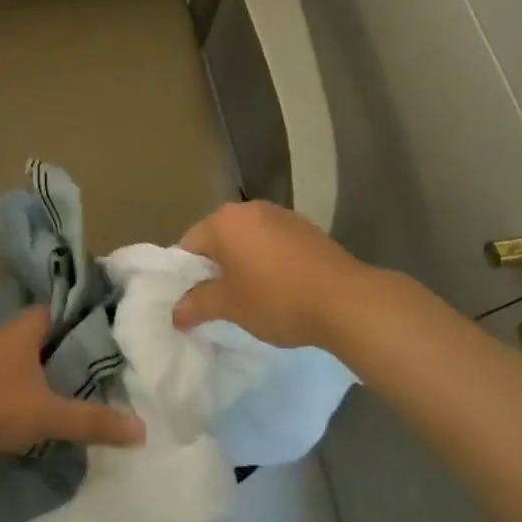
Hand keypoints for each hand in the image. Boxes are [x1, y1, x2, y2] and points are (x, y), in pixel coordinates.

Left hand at [0, 307, 145, 460]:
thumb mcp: (45, 417)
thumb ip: (90, 422)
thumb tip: (141, 429)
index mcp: (17, 335)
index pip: (47, 312)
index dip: (66, 319)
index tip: (84, 333)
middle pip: (21, 336)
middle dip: (41, 352)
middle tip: (64, 373)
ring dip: (9, 373)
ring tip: (29, 396)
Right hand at [174, 201, 379, 350]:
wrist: (346, 301)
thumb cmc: (277, 299)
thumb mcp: (229, 307)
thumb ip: (197, 305)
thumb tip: (175, 312)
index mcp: (223, 221)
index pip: (189, 245)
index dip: (186, 275)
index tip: (195, 301)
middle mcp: (248, 209)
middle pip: (218, 239)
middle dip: (215, 268)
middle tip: (220, 301)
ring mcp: (281, 215)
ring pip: (247, 240)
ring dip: (243, 263)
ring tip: (252, 296)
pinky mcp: (306, 228)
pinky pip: (273, 243)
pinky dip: (269, 261)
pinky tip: (281, 287)